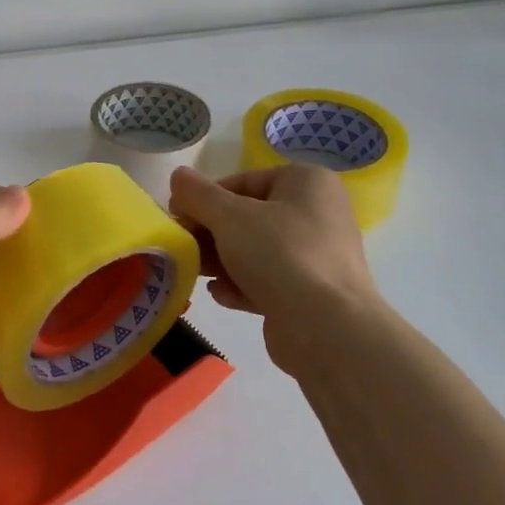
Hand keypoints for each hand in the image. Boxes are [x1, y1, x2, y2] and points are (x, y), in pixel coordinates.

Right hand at [168, 165, 379, 375]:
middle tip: (182, 247)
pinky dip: (242, 284)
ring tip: (194, 271)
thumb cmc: (280, 255)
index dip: (205, 199)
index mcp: (307, 182)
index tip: (177, 217)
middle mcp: (317, 214)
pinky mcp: (312, 293)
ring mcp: (317, 256)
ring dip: (221, 261)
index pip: (243, 182)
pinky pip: (268, 280)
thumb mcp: (229, 217)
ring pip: (256, 251)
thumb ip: (199, 194)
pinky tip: (220, 294)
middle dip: (211, 233)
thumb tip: (178, 176)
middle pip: (248, 217)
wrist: (327, 329)